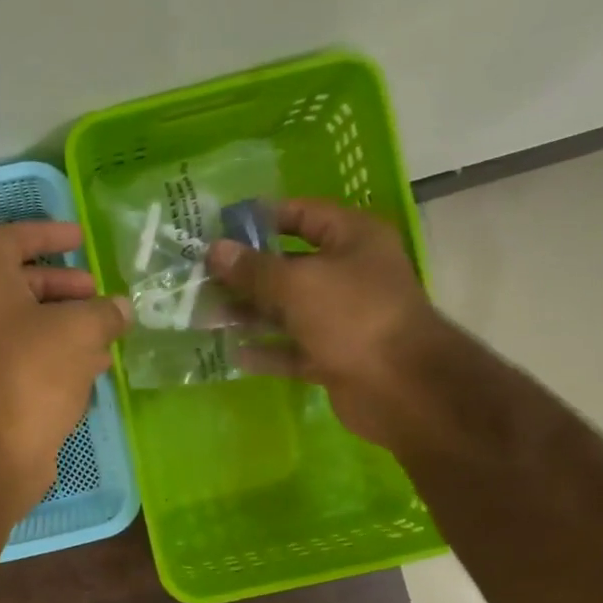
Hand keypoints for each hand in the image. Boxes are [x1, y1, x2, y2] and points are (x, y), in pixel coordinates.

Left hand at [0, 221, 131, 512]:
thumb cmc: (32, 372)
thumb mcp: (79, 329)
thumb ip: (105, 312)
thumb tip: (122, 309)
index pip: (10, 240)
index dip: (46, 233)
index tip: (80, 237)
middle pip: (23, 285)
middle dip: (64, 285)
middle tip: (98, 293)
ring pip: (32, 327)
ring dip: (69, 324)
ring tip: (108, 330)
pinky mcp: (1, 391)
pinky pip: (34, 361)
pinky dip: (64, 357)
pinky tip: (96, 366)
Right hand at [206, 199, 436, 445]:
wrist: (402, 388)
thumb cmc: (353, 317)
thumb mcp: (297, 284)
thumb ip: (253, 269)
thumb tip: (214, 250)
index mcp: (353, 239)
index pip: (302, 215)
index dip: (261, 219)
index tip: (220, 229)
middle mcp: (350, 273)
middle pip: (289, 266)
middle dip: (246, 274)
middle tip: (201, 279)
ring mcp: (343, 318)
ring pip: (287, 310)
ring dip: (249, 313)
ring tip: (205, 317)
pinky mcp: (335, 356)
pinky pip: (293, 348)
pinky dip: (266, 350)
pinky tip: (233, 353)